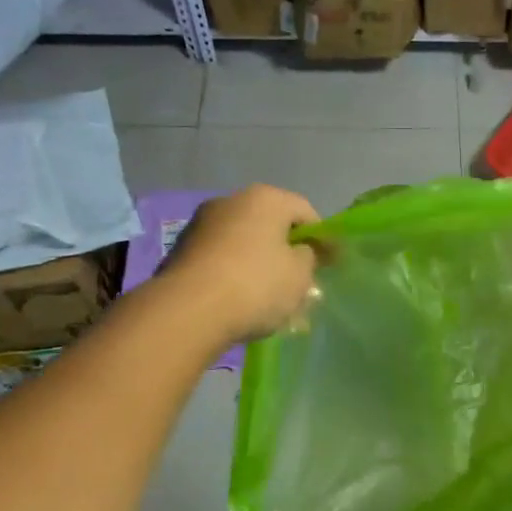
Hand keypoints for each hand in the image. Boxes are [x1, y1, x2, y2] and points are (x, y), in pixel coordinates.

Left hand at [163, 184, 321, 340]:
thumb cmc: (256, 285)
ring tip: (270, 299)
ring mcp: (202, 224)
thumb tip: (303, 251)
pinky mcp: (182, 250)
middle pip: (272, 226)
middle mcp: (231, 201)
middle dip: (288, 252)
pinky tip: (241, 301)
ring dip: (260, 265)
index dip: (321, 238)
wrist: (187, 311)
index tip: (329, 265)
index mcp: (265, 199)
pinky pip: (222, 259)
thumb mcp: (299, 275)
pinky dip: (235, 274)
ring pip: (245, 243)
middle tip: (300, 283)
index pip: (306, 211)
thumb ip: (310, 257)